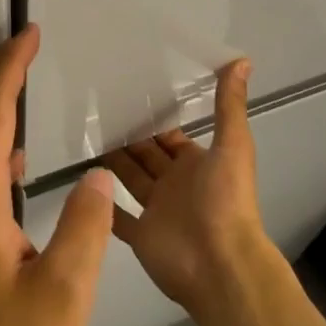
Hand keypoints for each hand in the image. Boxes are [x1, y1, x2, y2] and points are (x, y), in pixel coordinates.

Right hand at [106, 59, 267, 318]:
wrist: (222, 266)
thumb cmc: (226, 201)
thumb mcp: (232, 145)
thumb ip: (229, 105)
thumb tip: (242, 59)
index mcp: (196, 164)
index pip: (170, 136)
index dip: (153, 118)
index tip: (127, 94)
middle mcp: (176, 185)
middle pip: (147, 155)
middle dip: (128, 135)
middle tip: (96, 109)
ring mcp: (157, 212)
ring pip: (130, 179)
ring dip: (113, 162)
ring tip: (85, 135)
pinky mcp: (141, 237)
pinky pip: (118, 218)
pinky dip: (103, 204)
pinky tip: (83, 185)